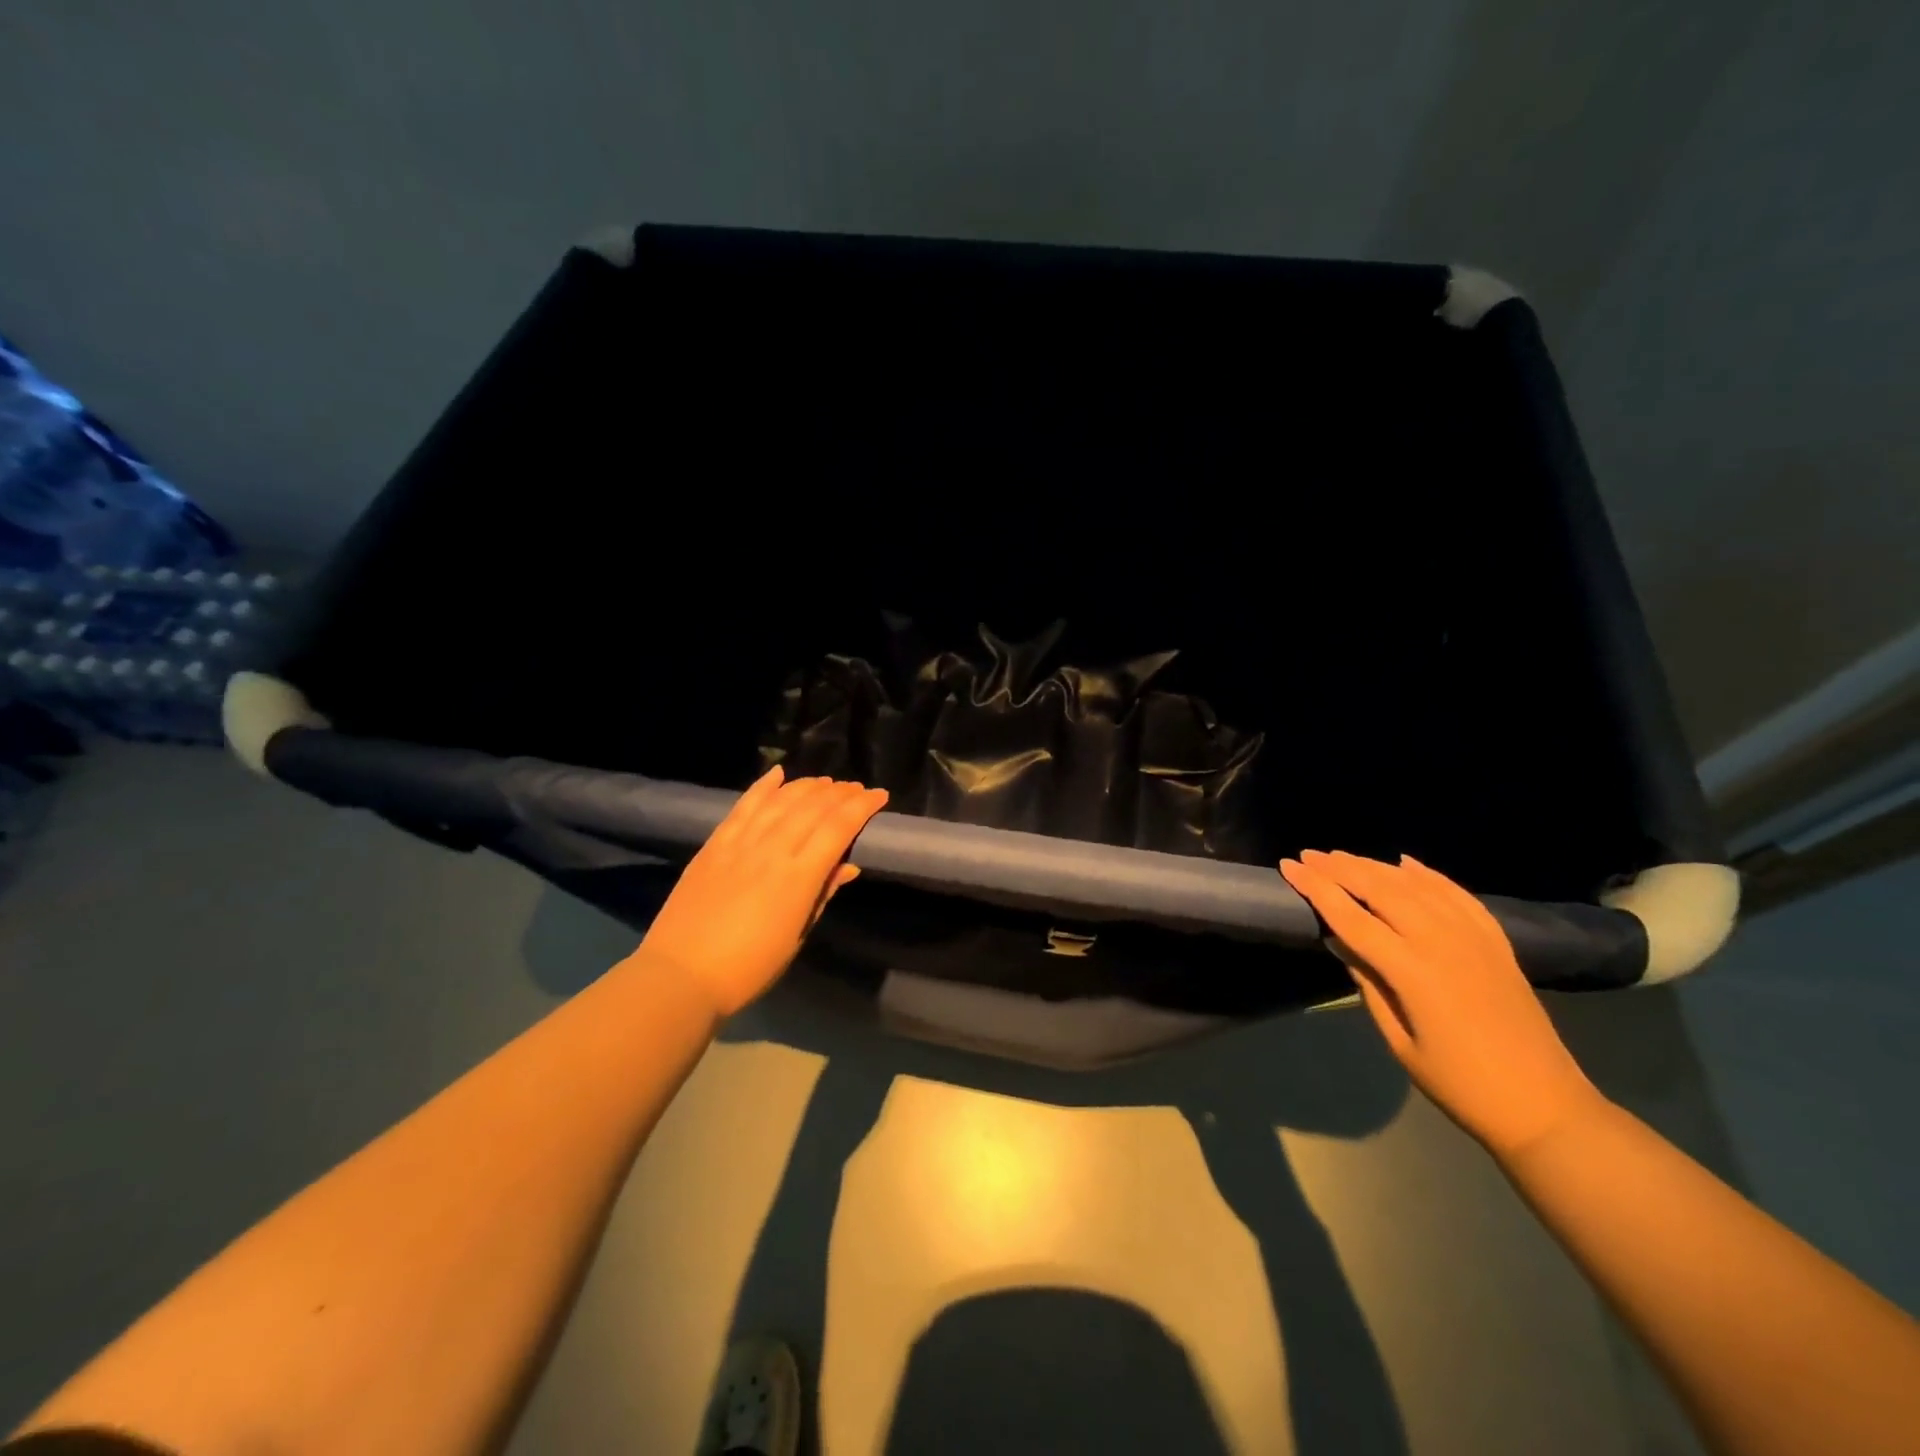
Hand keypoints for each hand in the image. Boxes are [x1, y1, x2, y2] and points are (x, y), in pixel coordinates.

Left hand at [636, 766, 887, 1017]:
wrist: (681, 975)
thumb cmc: (749, 967)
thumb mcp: (796, 936)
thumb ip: (822, 895)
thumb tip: (848, 866)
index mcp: (799, 877)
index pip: (838, 827)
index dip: (862, 806)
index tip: (880, 795)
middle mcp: (772, 850)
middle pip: (813, 807)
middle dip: (840, 792)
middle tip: (856, 788)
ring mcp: (741, 843)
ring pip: (781, 800)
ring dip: (808, 786)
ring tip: (826, 782)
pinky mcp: (715, 844)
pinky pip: (743, 805)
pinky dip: (763, 786)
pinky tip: (779, 773)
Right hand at [1279, 849, 1603, 1158]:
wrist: (1545, 1105)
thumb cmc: (1459, 1084)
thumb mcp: (1399, 1040)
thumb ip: (1368, 984)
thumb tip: (1339, 941)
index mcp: (1413, 971)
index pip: (1351, 918)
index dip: (1317, 889)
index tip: (1289, 867)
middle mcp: (1442, 942)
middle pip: (1381, 890)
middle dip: (1340, 869)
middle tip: (1309, 855)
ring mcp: (1473, 938)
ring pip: (1416, 885)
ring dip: (1375, 866)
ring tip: (1343, 856)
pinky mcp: (1496, 942)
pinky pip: (1456, 895)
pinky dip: (1428, 875)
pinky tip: (1406, 863)